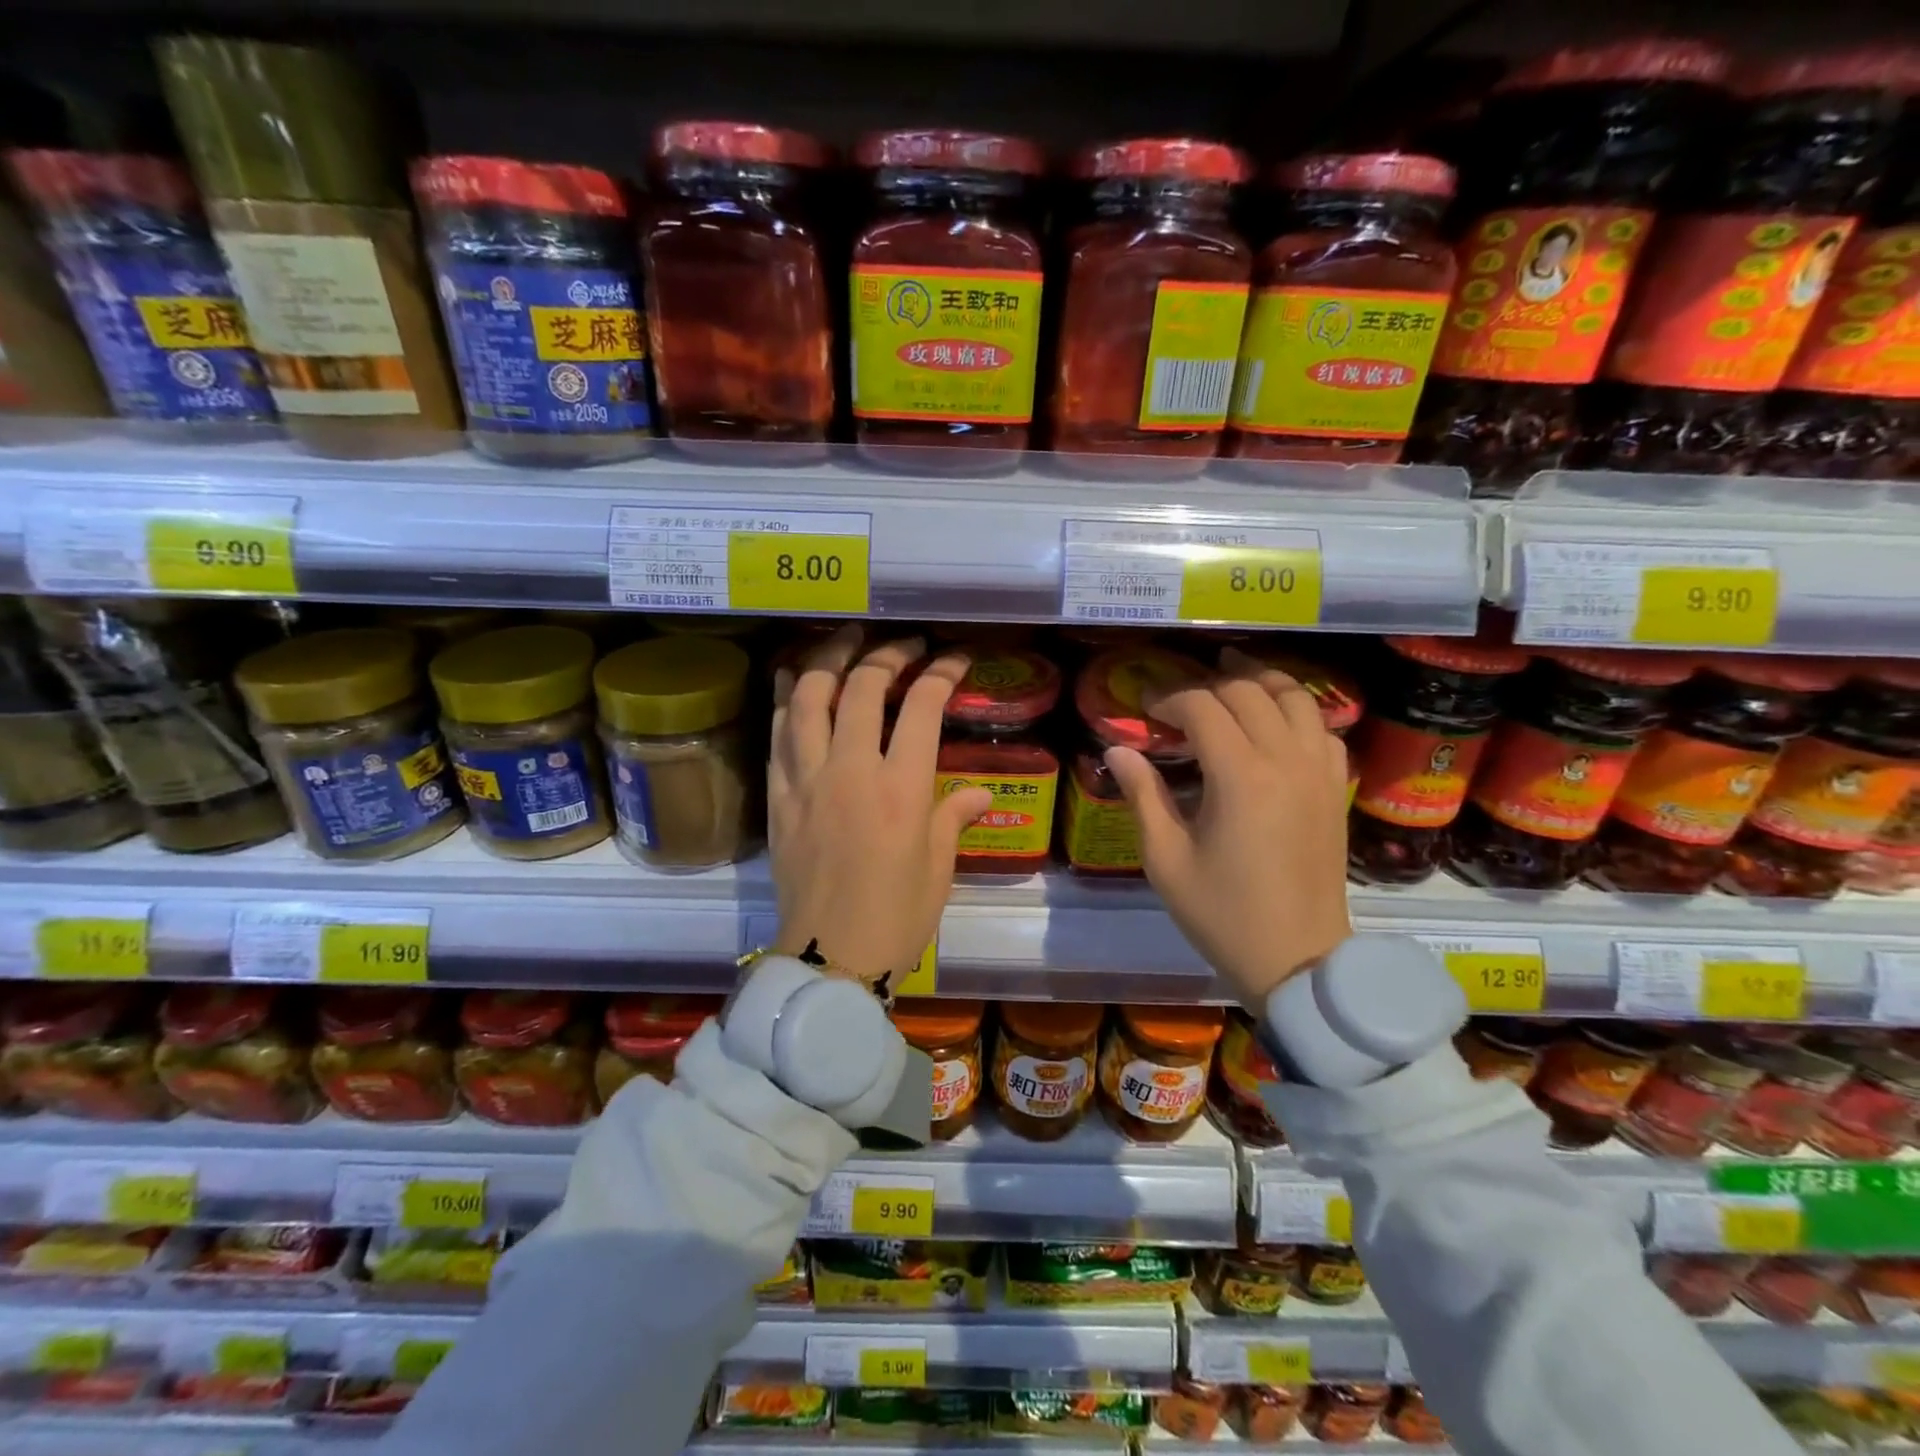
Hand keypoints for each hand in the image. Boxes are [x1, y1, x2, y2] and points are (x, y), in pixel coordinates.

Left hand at [767, 626, 993, 988]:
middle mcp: (851, 771)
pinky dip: (784, 699)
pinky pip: (777, 734)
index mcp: (901, 789)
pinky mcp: (778, 797)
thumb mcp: (938, 867)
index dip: (941, 673)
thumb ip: (955, 816)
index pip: (922, 707)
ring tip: (845, 642)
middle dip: (887, 655)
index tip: (954, 660)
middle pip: (863, 688)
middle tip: (904, 646)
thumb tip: (981, 792)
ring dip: (827, 660)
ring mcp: (807, 781)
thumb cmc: (897, 916)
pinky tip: (790, 679)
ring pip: (807, 698)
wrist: (830, 958)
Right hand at [1103, 646, 1351, 1007]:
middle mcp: (1286, 760)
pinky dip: (1298, 713)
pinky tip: (1276, 723)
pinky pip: (1323, 730)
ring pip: (1296, 699)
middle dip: (1209, 684)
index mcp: (1240, 777)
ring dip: (1260, 682)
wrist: (1297, 960)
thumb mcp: (1166, 859)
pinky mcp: (1336, 789)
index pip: (1203, 707)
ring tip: (1231, 681)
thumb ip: (1143, 795)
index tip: (1145, 710)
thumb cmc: (1222, 914)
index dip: (1169, 699)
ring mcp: (1319, 773)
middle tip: (1179, 698)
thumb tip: (1118, 750)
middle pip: (1249, 692)